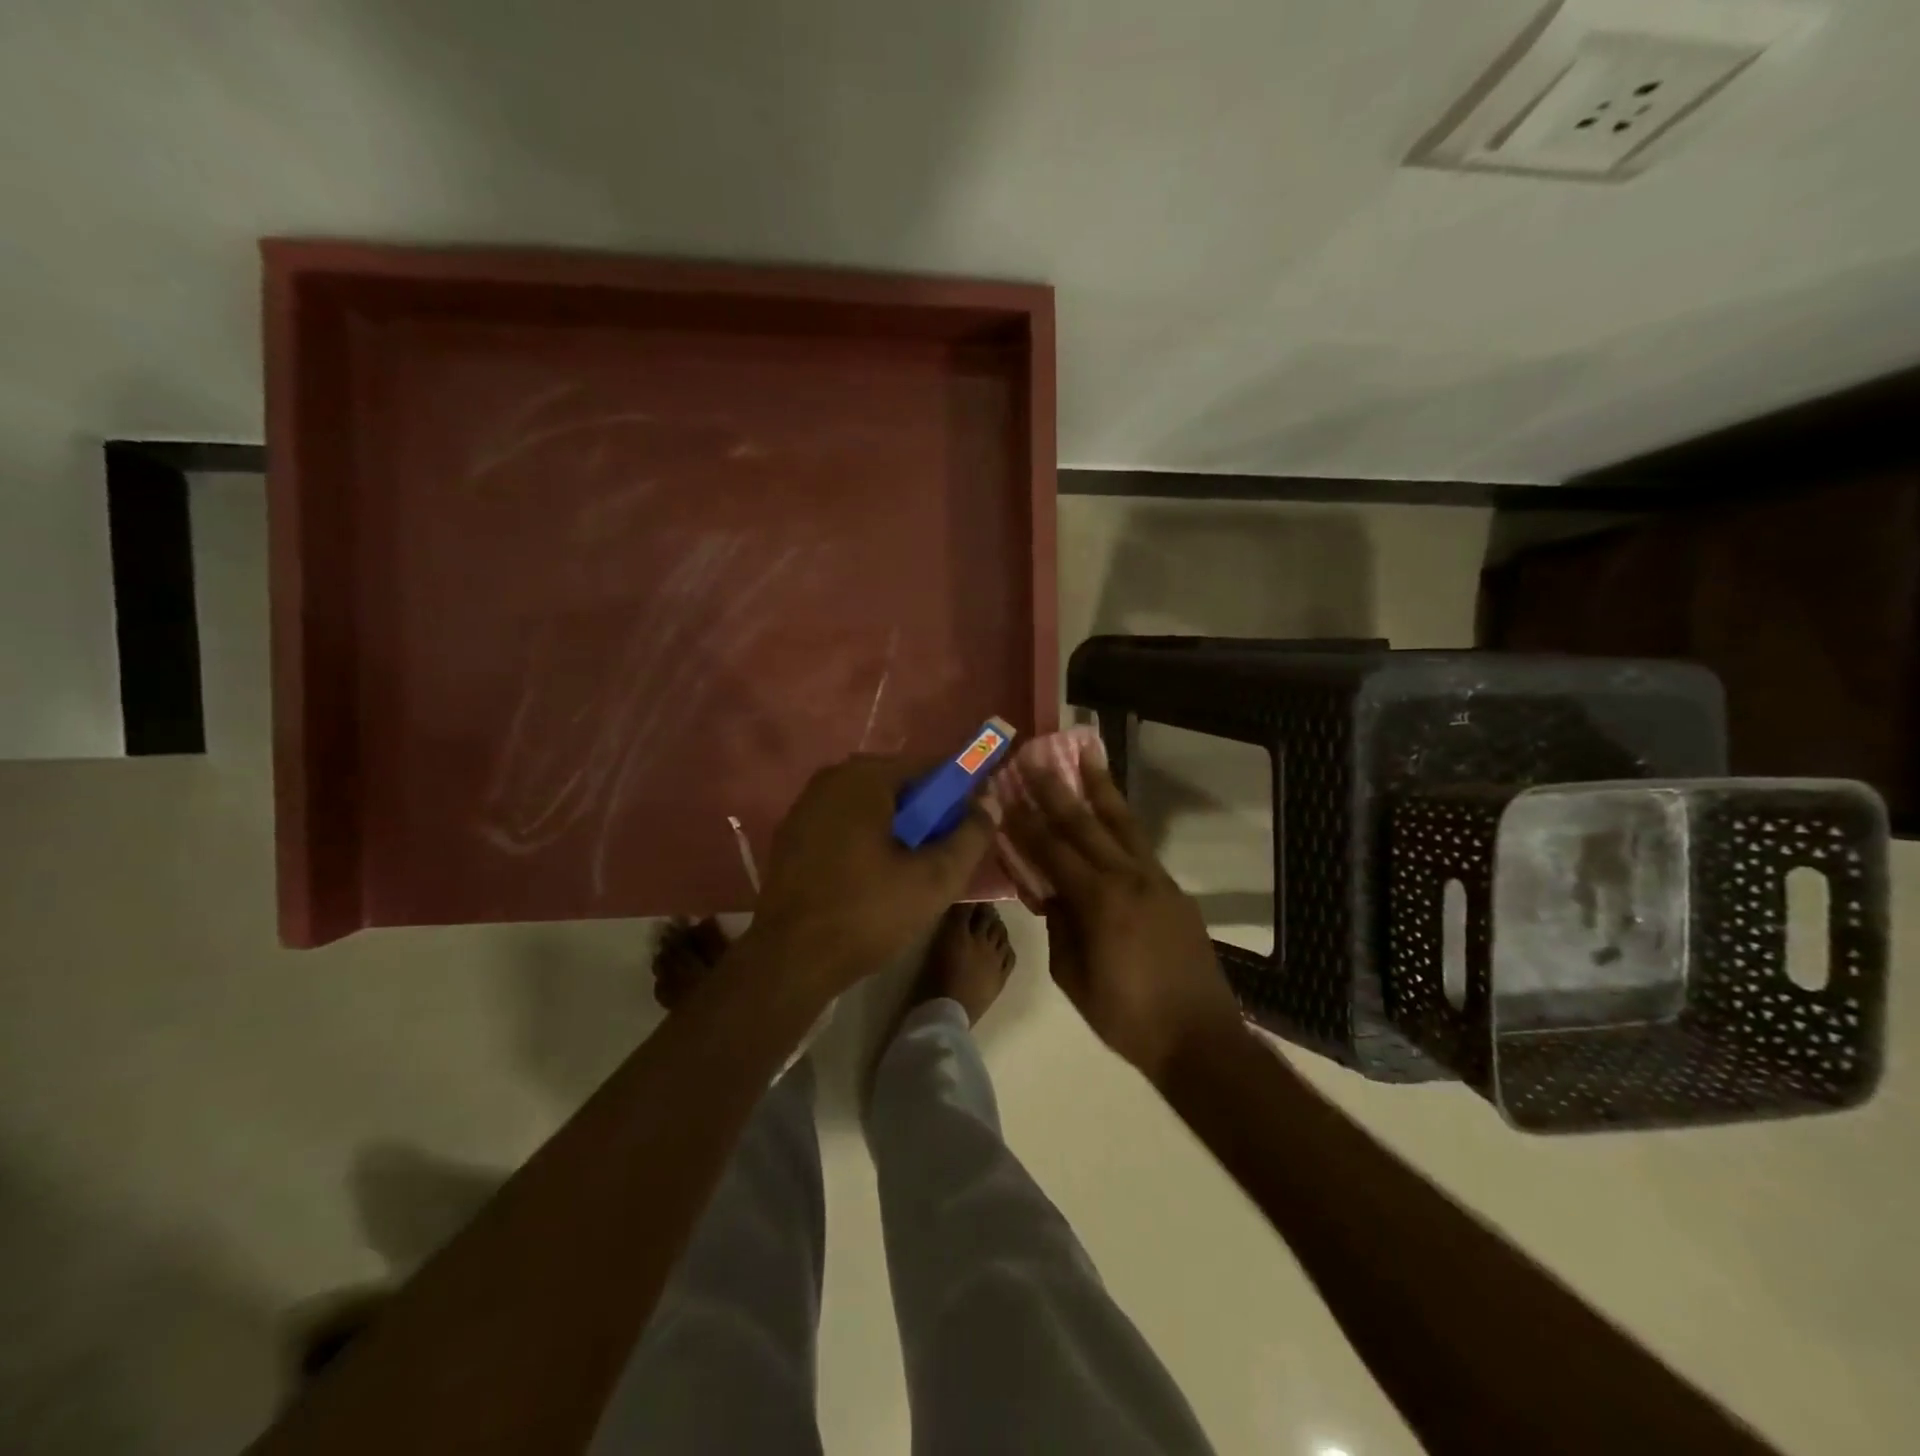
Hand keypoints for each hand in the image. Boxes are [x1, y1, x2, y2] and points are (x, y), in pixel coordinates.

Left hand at [746, 752, 992, 997]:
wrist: (789, 960)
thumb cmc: (867, 913)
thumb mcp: (935, 879)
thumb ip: (971, 836)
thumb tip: (988, 805)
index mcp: (864, 777)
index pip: (930, 766)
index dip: (960, 792)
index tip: (973, 825)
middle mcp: (830, 779)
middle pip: (899, 785)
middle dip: (927, 814)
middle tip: (943, 855)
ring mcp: (805, 806)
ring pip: (871, 806)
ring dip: (898, 829)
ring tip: (911, 871)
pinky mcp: (792, 835)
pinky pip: (845, 824)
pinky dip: (867, 840)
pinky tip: (874, 878)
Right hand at [1003, 753, 1245, 1081]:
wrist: (1199, 1038)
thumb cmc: (1127, 1016)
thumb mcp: (1073, 977)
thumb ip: (1059, 926)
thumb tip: (1051, 893)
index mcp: (1099, 900)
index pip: (1051, 850)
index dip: (1025, 822)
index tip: (1006, 792)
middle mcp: (1128, 877)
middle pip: (1085, 823)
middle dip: (1056, 787)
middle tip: (1036, 755)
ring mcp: (1156, 879)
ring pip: (1122, 822)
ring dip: (1101, 786)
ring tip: (1087, 752)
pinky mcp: (1173, 889)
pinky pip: (1140, 845)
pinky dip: (1121, 820)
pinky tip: (1111, 808)